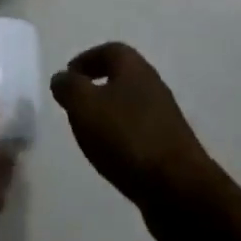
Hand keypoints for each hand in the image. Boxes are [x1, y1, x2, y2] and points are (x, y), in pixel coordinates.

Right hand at [51, 43, 218, 240]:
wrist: (179, 189)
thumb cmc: (127, 137)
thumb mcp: (85, 106)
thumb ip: (69, 87)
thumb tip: (62, 78)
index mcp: (135, 68)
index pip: (110, 51)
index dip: (87, 59)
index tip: (68, 76)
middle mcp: (153, 86)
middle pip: (121, 77)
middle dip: (96, 87)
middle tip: (75, 105)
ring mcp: (164, 119)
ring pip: (130, 107)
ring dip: (108, 115)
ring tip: (88, 134)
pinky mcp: (170, 148)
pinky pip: (139, 134)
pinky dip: (121, 139)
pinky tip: (111, 157)